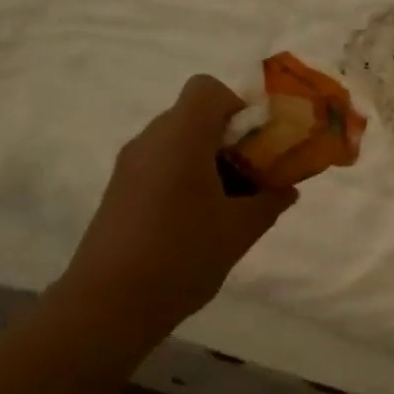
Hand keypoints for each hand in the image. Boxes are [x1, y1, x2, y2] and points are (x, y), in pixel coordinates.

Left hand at [60, 76, 297, 334]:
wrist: (107, 305)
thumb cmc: (180, 256)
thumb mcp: (238, 231)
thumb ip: (269, 202)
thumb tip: (287, 189)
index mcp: (181, 136)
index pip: (207, 88)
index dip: (238, 106)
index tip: (257, 144)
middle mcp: (150, 140)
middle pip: (193, 115)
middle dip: (228, 138)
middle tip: (252, 177)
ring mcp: (129, 166)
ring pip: (176, 142)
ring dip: (207, 160)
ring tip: (228, 205)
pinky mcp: (119, 191)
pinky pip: (159, 165)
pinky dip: (184, 177)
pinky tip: (197, 221)